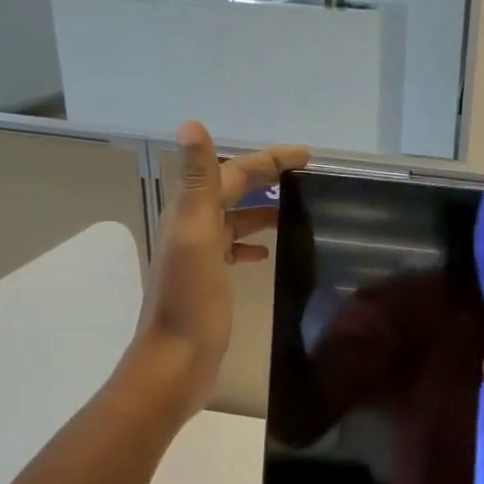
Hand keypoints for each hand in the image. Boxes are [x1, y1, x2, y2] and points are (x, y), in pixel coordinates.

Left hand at [123, 121, 306, 418]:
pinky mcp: (210, 281)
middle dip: (266, 177)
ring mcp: (201, 256)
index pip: (232, 172)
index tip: (306, 156)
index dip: (267, 160)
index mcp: (190, 213)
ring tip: (294, 209)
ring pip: (235, 220)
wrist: (177, 359)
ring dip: (261, 209)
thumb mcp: (195, 235)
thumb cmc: (190, 300)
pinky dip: (252, 244)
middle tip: (305, 176)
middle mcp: (192, 228)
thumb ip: (197, 181)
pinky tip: (268, 254)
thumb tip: (190, 123)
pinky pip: (233, 250)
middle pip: (232, 191)